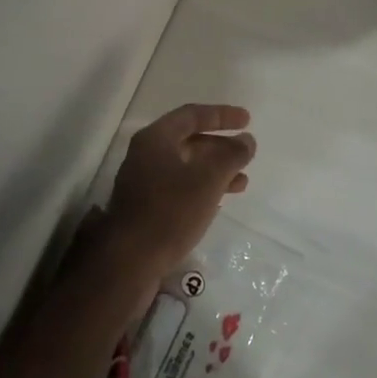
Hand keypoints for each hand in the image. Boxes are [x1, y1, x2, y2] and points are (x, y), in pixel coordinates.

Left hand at [103, 104, 256, 279]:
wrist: (129, 262)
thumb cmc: (170, 212)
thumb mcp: (208, 180)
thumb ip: (231, 156)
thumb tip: (247, 140)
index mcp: (156, 138)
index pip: (192, 115)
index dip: (222, 115)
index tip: (247, 121)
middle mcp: (146, 154)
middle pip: (189, 141)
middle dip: (220, 146)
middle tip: (246, 153)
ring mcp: (143, 182)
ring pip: (186, 166)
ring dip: (215, 171)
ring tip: (242, 182)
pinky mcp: (145, 207)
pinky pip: (179, 187)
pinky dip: (201, 189)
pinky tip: (219, 202)